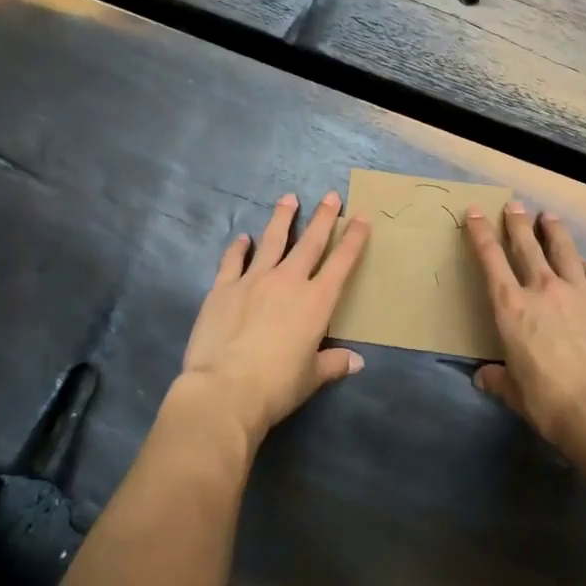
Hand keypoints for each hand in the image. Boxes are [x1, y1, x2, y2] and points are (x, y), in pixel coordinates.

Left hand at [177, 191, 370, 450]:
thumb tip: (357, 362)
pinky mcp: (224, 287)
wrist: (225, 390)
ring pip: (272, 240)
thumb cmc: (277, 387)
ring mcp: (254, 280)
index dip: (354, 239)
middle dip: (324, 217)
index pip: (341, 263)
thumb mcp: (311, 378)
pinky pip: (233, 260)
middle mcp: (288, 281)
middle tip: (331, 195)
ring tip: (289, 198)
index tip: (362, 217)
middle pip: (310, 242)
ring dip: (282, 218)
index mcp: (316, 302)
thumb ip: (334, 363)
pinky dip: (238, 248)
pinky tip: (242, 238)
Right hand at [465, 201, 585, 475]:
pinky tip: (583, 262)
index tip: (475, 212)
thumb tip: (484, 377)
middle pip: (527, 245)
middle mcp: (543, 289)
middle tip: (514, 204)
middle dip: (517, 222)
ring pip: (563, 250)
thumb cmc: (550, 401)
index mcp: (511, 307)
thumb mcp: (516, 393)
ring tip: (548, 216)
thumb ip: (499, 379)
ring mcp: (578, 292)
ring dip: (553, 230)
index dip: (480, 233)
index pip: (490, 259)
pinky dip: (584, 264)